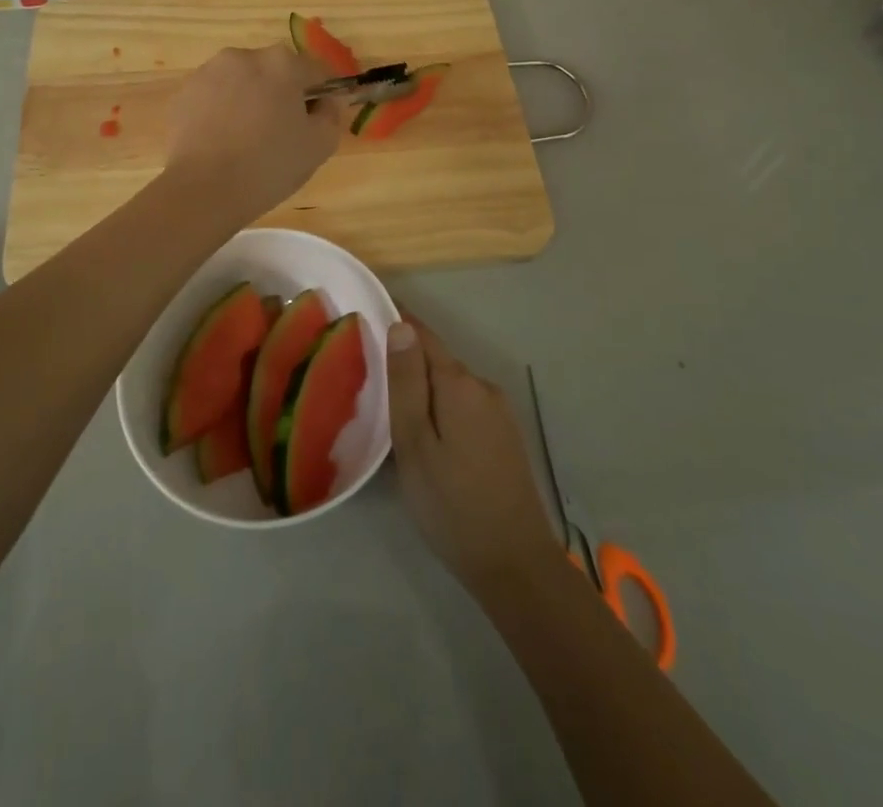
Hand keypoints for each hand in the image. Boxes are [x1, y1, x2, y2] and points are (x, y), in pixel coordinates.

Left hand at [164, 44, 345, 221]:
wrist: (202, 189)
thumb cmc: (269, 165)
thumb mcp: (320, 145)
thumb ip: (332, 114)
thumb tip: (327, 100)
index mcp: (282, 63)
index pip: (316, 72)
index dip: (322, 96)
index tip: (317, 122)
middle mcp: (244, 56)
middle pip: (275, 72)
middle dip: (282, 95)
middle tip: (282, 134)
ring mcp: (208, 72)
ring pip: (242, 82)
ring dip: (250, 101)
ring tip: (247, 140)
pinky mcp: (183, 93)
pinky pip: (214, 97)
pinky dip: (222, 112)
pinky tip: (222, 143)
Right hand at [387, 316, 557, 598]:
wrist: (515, 564)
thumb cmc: (452, 504)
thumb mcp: (415, 444)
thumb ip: (406, 382)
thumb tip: (401, 325)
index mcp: (459, 383)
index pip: (423, 335)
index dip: (396, 322)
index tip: (366, 317)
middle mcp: (483, 387)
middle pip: (437, 360)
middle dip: (406, 361)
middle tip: (367, 375)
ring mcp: (499, 412)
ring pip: (450, 386)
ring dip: (423, 389)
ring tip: (390, 410)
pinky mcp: (504, 436)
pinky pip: (464, 406)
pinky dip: (441, 409)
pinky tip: (427, 436)